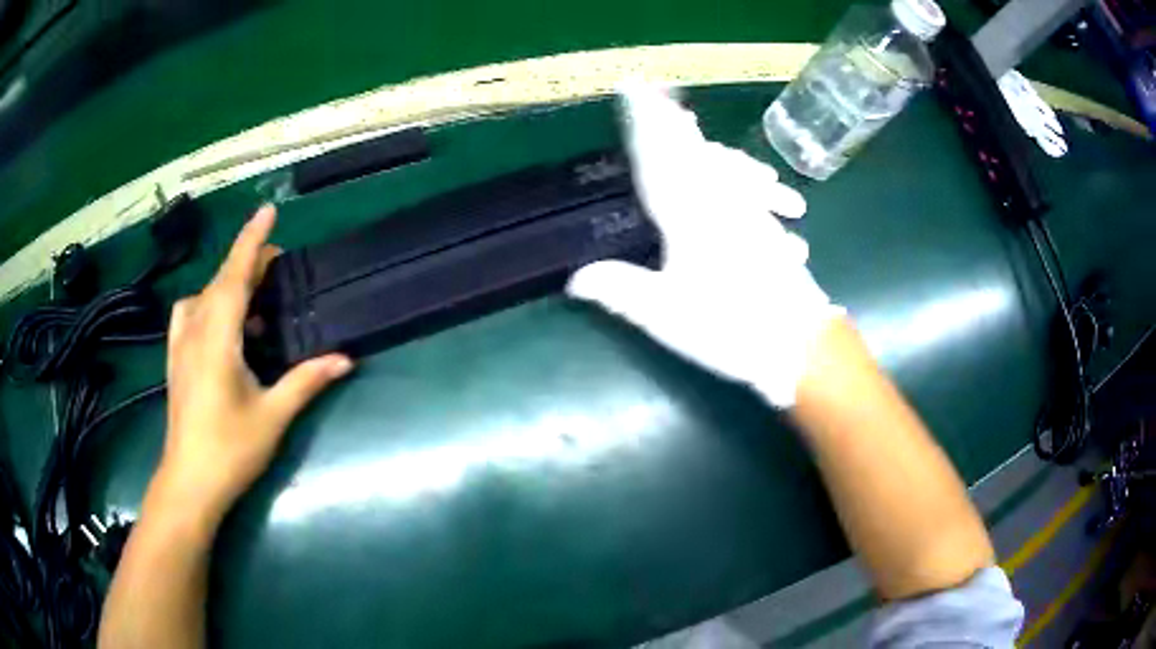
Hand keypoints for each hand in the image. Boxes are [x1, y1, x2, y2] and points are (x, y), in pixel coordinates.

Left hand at [152, 205, 352, 526]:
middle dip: (248, 262)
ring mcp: (180, 345)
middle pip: (221, 280)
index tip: (268, 211)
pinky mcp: (175, 360)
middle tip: (278, 266)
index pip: (236, 275)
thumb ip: (306, 381)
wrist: (189, 482)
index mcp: (218, 337)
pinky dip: (207, 303)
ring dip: (228, 284)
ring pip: (204, 295)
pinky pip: (189, 314)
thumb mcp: (272, 416)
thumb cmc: (230, 450)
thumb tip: (345, 358)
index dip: (252, 240)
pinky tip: (219, 323)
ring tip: (254, 300)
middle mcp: (195, 331)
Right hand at [567, 85, 841, 406]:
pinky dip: (742, 173)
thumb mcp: (666, 315)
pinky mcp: (769, 230)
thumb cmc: (731, 328)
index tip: (635, 91)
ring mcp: (750, 214)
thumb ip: (622, 290)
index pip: (659, 159)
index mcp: (689, 216)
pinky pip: (751, 189)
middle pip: (691, 153)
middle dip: (671, 123)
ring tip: (694, 126)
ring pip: (724, 166)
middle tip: (659, 96)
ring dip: (705, 143)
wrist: (799, 344)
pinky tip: (756, 179)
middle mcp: (720, 203)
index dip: (645, 123)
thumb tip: (575, 279)